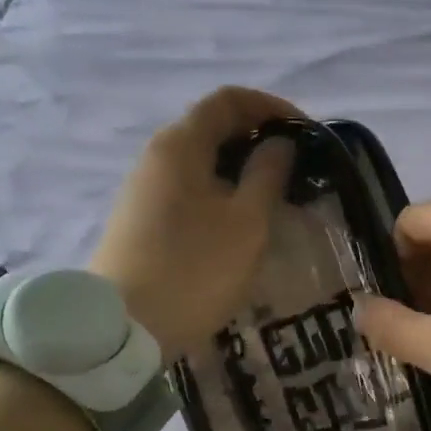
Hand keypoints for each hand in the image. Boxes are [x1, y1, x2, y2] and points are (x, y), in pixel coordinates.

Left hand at [88, 86, 299, 357]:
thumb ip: (268, 174)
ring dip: (241, 168)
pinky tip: (240, 222)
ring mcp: (144, 188)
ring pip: (201, 161)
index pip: (229, 100)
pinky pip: (189, 188)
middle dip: (258, 139)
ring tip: (275, 197)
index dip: (272, 107)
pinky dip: (220, 191)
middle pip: (212, 127)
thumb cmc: (195, 269)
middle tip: (296, 167)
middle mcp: (156, 156)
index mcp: (181, 144)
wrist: (124, 330)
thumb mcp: (247, 222)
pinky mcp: (140, 219)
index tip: (306, 133)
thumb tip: (278, 143)